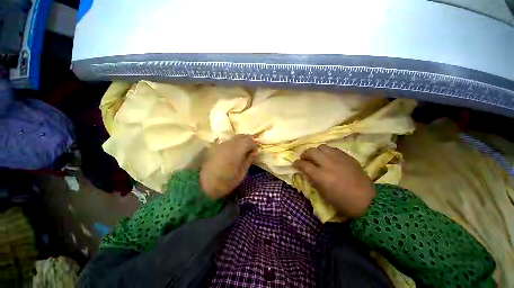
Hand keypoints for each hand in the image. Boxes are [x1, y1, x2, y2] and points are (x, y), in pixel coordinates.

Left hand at [201, 135, 257, 198]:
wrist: (204, 185)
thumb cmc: (226, 182)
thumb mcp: (242, 173)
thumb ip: (249, 160)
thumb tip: (255, 151)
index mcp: (236, 151)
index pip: (249, 140)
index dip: (255, 144)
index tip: (257, 151)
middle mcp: (229, 144)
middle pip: (242, 136)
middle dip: (249, 140)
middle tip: (251, 149)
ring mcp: (221, 144)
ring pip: (234, 138)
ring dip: (241, 141)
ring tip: (243, 150)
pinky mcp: (215, 147)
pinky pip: (227, 141)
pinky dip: (233, 143)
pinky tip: (233, 150)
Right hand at [293, 144, 374, 217]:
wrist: (367, 201)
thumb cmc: (341, 201)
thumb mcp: (322, 193)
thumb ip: (311, 179)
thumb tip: (304, 170)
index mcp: (320, 176)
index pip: (303, 164)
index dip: (296, 163)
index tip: (295, 164)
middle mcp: (328, 164)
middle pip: (311, 151)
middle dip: (304, 155)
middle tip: (304, 160)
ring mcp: (338, 158)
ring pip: (321, 147)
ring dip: (316, 151)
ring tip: (317, 157)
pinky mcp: (347, 156)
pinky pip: (333, 149)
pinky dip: (327, 152)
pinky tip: (328, 158)